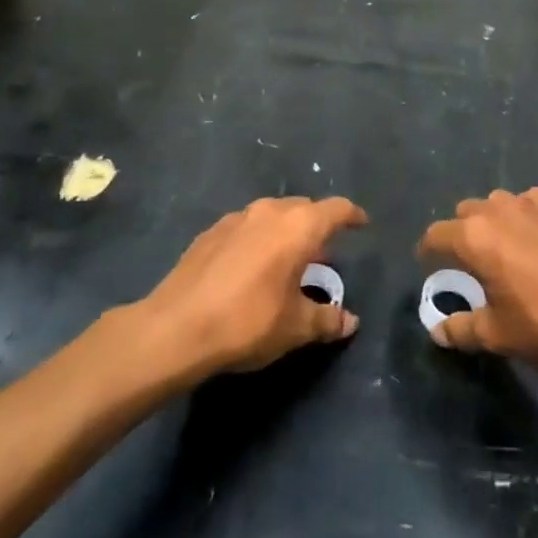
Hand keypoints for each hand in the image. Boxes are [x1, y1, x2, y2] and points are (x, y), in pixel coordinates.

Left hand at [145, 197, 366, 375]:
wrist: (175, 328)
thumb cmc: (248, 322)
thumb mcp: (296, 328)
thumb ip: (327, 320)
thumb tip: (350, 322)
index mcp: (299, 227)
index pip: (337, 209)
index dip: (353, 215)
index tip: (362, 224)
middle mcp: (269, 212)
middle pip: (304, 208)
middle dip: (317, 226)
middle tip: (323, 254)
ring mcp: (236, 219)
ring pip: (272, 215)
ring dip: (285, 231)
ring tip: (287, 260)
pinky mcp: (209, 232)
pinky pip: (246, 227)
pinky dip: (257, 240)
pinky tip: (251, 267)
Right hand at [418, 187, 537, 366]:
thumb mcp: (498, 334)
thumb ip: (462, 329)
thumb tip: (437, 333)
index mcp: (474, 237)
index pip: (436, 234)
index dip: (428, 251)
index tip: (428, 266)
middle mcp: (498, 211)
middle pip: (466, 212)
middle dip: (460, 232)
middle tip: (468, 262)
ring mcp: (533, 204)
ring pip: (499, 202)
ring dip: (492, 220)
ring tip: (501, 247)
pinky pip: (532, 201)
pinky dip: (526, 214)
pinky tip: (536, 235)